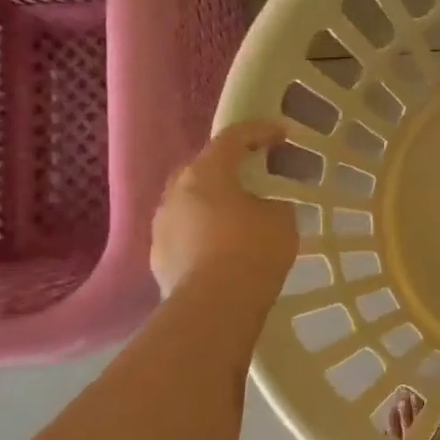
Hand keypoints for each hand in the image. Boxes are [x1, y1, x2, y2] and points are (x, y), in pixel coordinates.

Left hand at [151, 121, 297, 299]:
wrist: (214, 307)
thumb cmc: (253, 251)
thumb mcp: (281, 219)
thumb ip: (271, 203)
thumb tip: (262, 208)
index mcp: (206, 173)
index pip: (233, 138)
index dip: (259, 132)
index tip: (281, 135)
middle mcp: (176, 193)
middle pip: (201, 168)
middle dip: (226, 167)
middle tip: (251, 174)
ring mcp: (162, 226)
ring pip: (189, 203)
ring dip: (211, 203)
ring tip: (236, 216)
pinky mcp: (158, 257)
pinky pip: (184, 233)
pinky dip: (202, 233)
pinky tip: (220, 248)